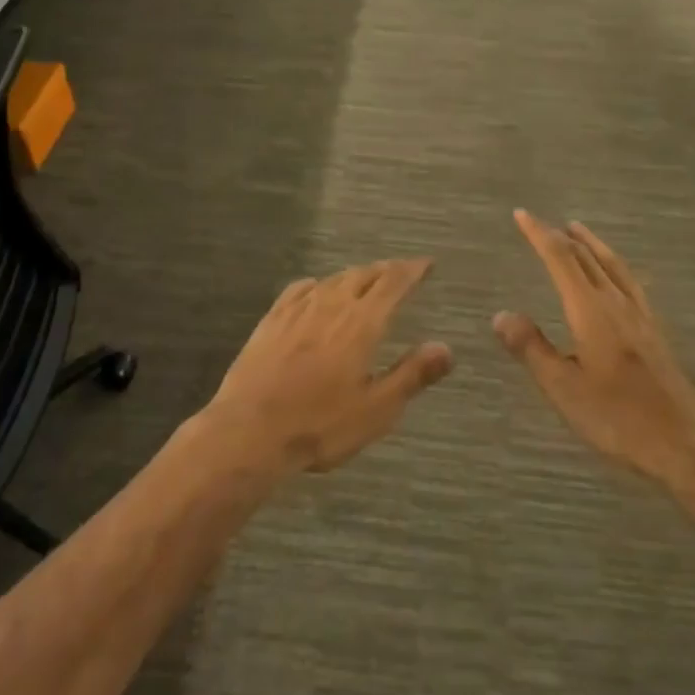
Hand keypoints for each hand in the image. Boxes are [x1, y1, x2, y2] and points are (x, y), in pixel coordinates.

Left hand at [205, 260, 452, 473]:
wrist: (249, 431)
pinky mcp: (272, 319)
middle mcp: (332, 304)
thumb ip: (412, 375)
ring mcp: (298, 308)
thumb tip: (446, 347)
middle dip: (385, 271)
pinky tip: (315, 291)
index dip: (413, 270)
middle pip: (364, 275)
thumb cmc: (320, 424)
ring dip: (354, 276)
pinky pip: (301, 288)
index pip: (394, 282)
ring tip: (364, 281)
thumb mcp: (376, 409)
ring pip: (333, 279)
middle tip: (399, 273)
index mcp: (362, 322)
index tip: (426, 264)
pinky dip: (319, 285)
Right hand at [496, 212, 694, 486]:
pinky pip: (630, 282)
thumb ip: (532, 349)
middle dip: (560, 236)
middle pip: (587, 257)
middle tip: (540, 223)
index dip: (539, 234)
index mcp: (591, 311)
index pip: (561, 259)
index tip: (521, 214)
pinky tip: (616, 277)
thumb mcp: (564, 390)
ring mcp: (641, 317)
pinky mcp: (656, 333)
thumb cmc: (620, 420)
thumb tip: (501, 315)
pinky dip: (614, 265)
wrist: (688, 448)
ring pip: (613, 265)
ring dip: (591, 244)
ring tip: (577, 230)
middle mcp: (617, 303)